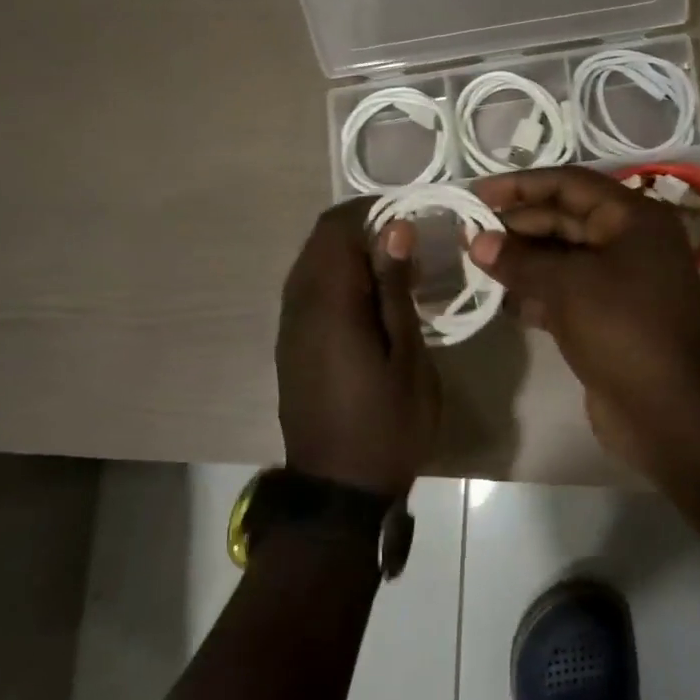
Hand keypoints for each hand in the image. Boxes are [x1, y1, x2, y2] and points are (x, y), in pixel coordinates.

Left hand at [276, 200, 439, 495]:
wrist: (339, 489)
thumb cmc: (387, 424)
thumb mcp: (407, 357)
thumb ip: (395, 289)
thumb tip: (395, 228)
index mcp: (328, 304)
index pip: (336, 228)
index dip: (371, 210)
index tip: (411, 214)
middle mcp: (298, 306)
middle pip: (319, 241)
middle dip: (361, 227)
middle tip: (408, 239)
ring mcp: (289, 326)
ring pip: (310, 264)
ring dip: (348, 252)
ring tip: (394, 265)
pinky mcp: (290, 344)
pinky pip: (308, 290)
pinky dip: (337, 277)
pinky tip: (369, 299)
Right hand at [467, 167, 699, 463]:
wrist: (671, 411)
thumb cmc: (623, 329)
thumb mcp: (567, 285)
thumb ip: (519, 259)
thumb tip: (477, 241)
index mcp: (633, 218)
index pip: (569, 184)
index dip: (521, 185)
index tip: (477, 194)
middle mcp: (629, 242)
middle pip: (564, 219)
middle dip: (516, 226)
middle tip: (467, 235)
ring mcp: (621, 282)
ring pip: (562, 258)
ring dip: (521, 260)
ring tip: (476, 264)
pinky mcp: (608, 317)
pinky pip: (565, 292)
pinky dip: (535, 293)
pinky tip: (502, 302)